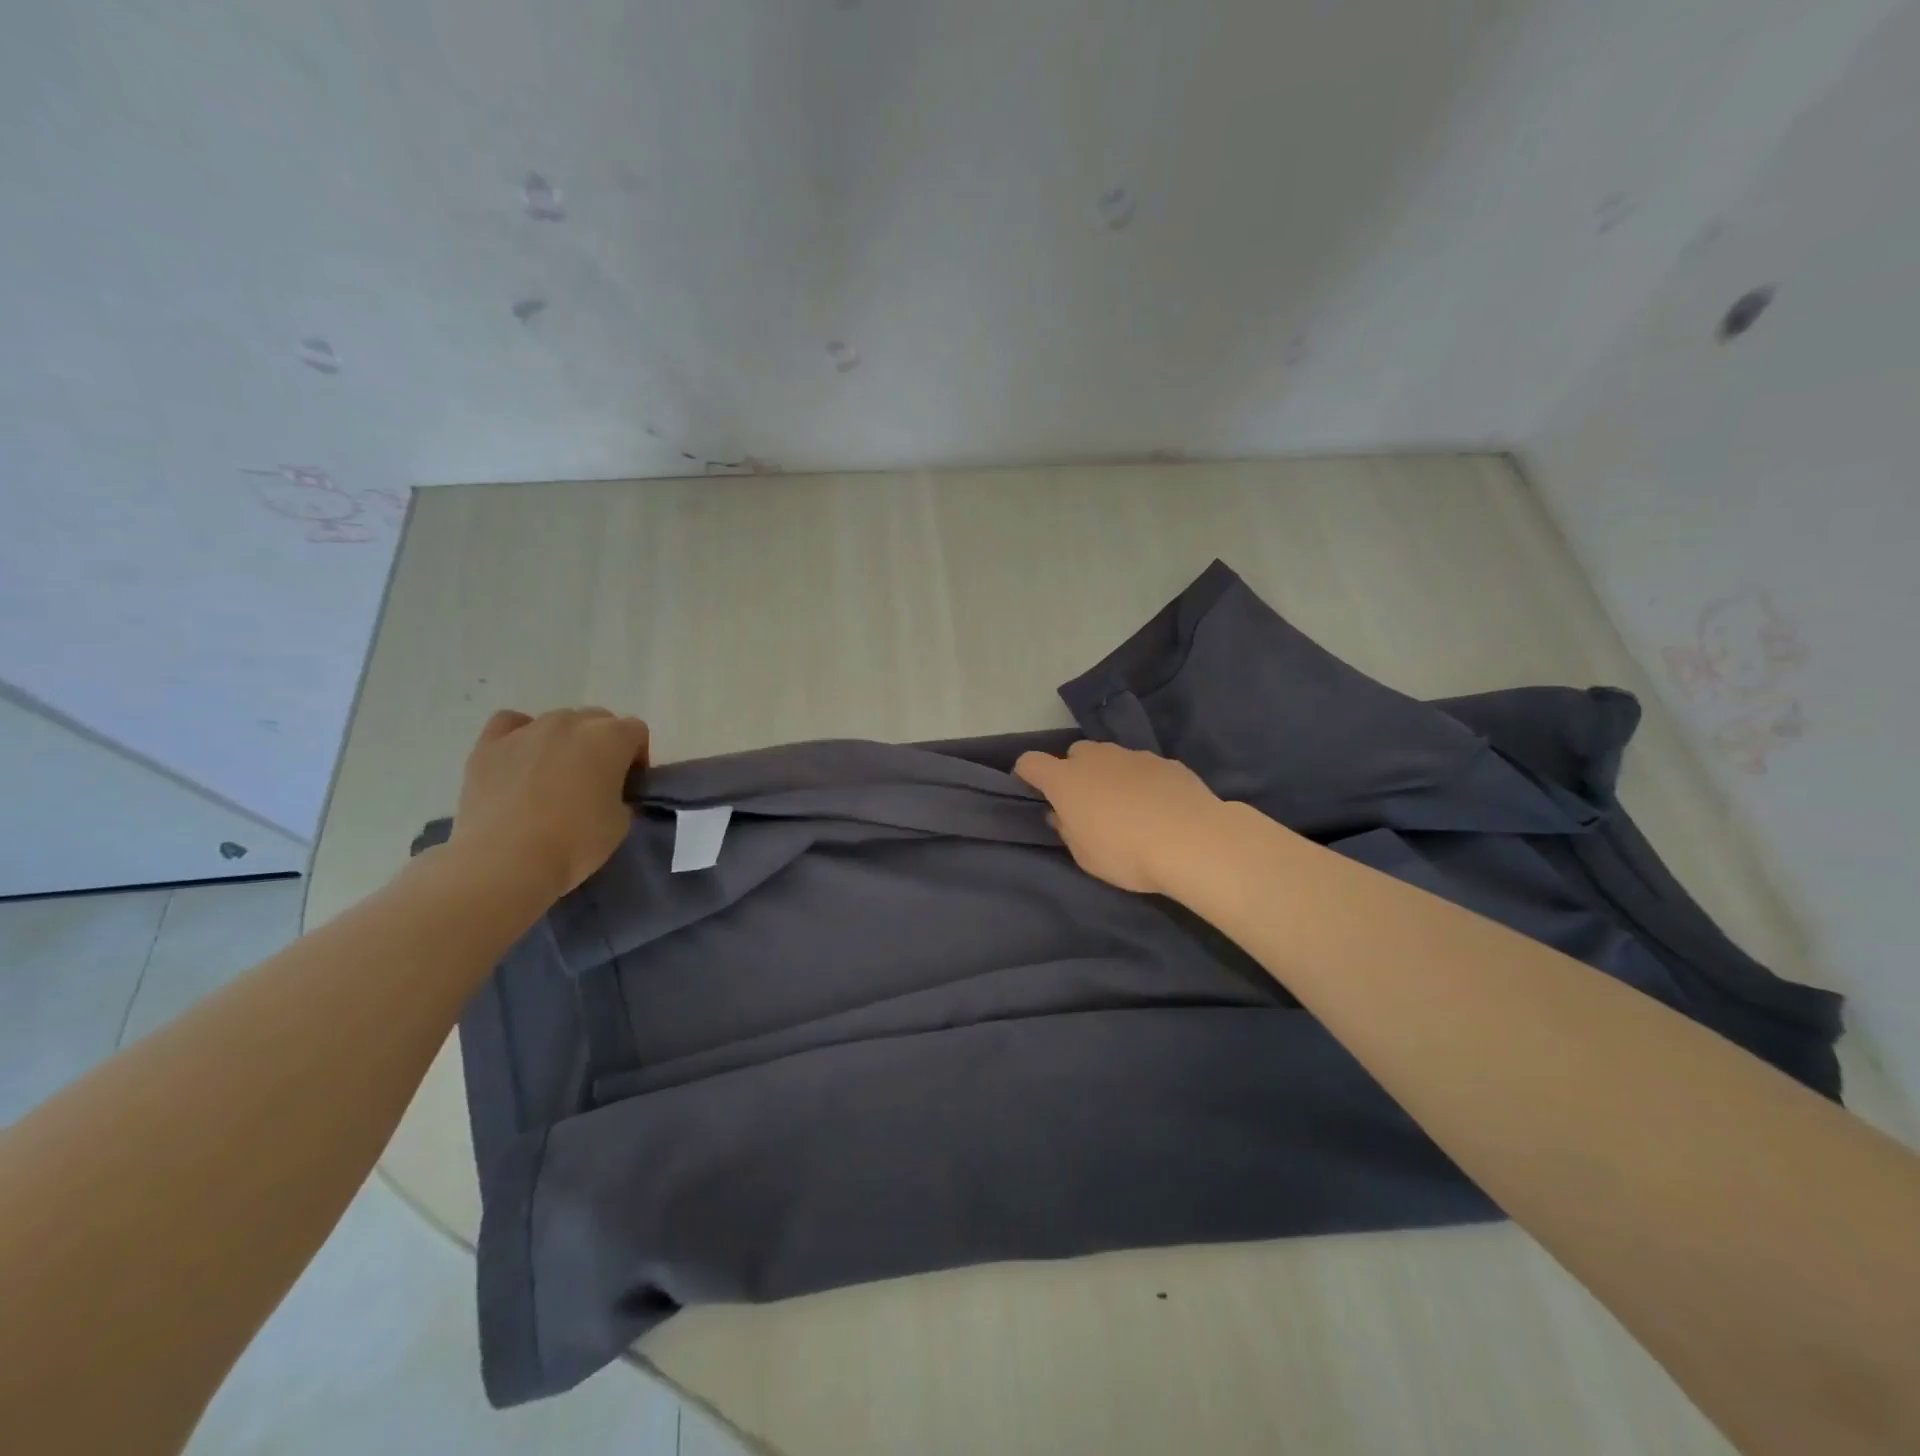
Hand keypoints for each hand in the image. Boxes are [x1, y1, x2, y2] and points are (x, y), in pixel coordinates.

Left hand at [451, 708, 650, 899]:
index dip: (637, 756)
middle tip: (596, 780)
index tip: (630, 784)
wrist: (506, 860)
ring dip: (565, 741)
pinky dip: (520, 734)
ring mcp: (528, 730)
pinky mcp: (489, 745)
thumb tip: (609, 794)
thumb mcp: (621, 822)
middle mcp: (571, 722)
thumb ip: (621, 796)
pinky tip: (521, 758)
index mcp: (610, 738)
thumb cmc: (576, 842)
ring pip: (558, 721)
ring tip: (554, 776)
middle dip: (602, 745)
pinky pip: (510, 723)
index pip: (636, 731)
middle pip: (598, 720)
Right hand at [1013, 740, 1226, 895]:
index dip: (1027, 774)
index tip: (1035, 792)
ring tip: (1128, 808)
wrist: (1192, 840)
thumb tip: (1062, 815)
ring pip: (1111, 758)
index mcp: (1066, 780)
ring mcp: (1133, 756)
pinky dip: (1143, 782)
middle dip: (1076, 773)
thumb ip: (1068, 830)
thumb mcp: (1085, 856)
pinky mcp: (1165, 762)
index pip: (1030, 762)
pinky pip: (1143, 767)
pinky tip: (1159, 807)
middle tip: (1088, 805)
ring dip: (1110, 775)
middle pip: (1074, 754)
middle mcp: (1095, 758)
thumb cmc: (1126, 853)